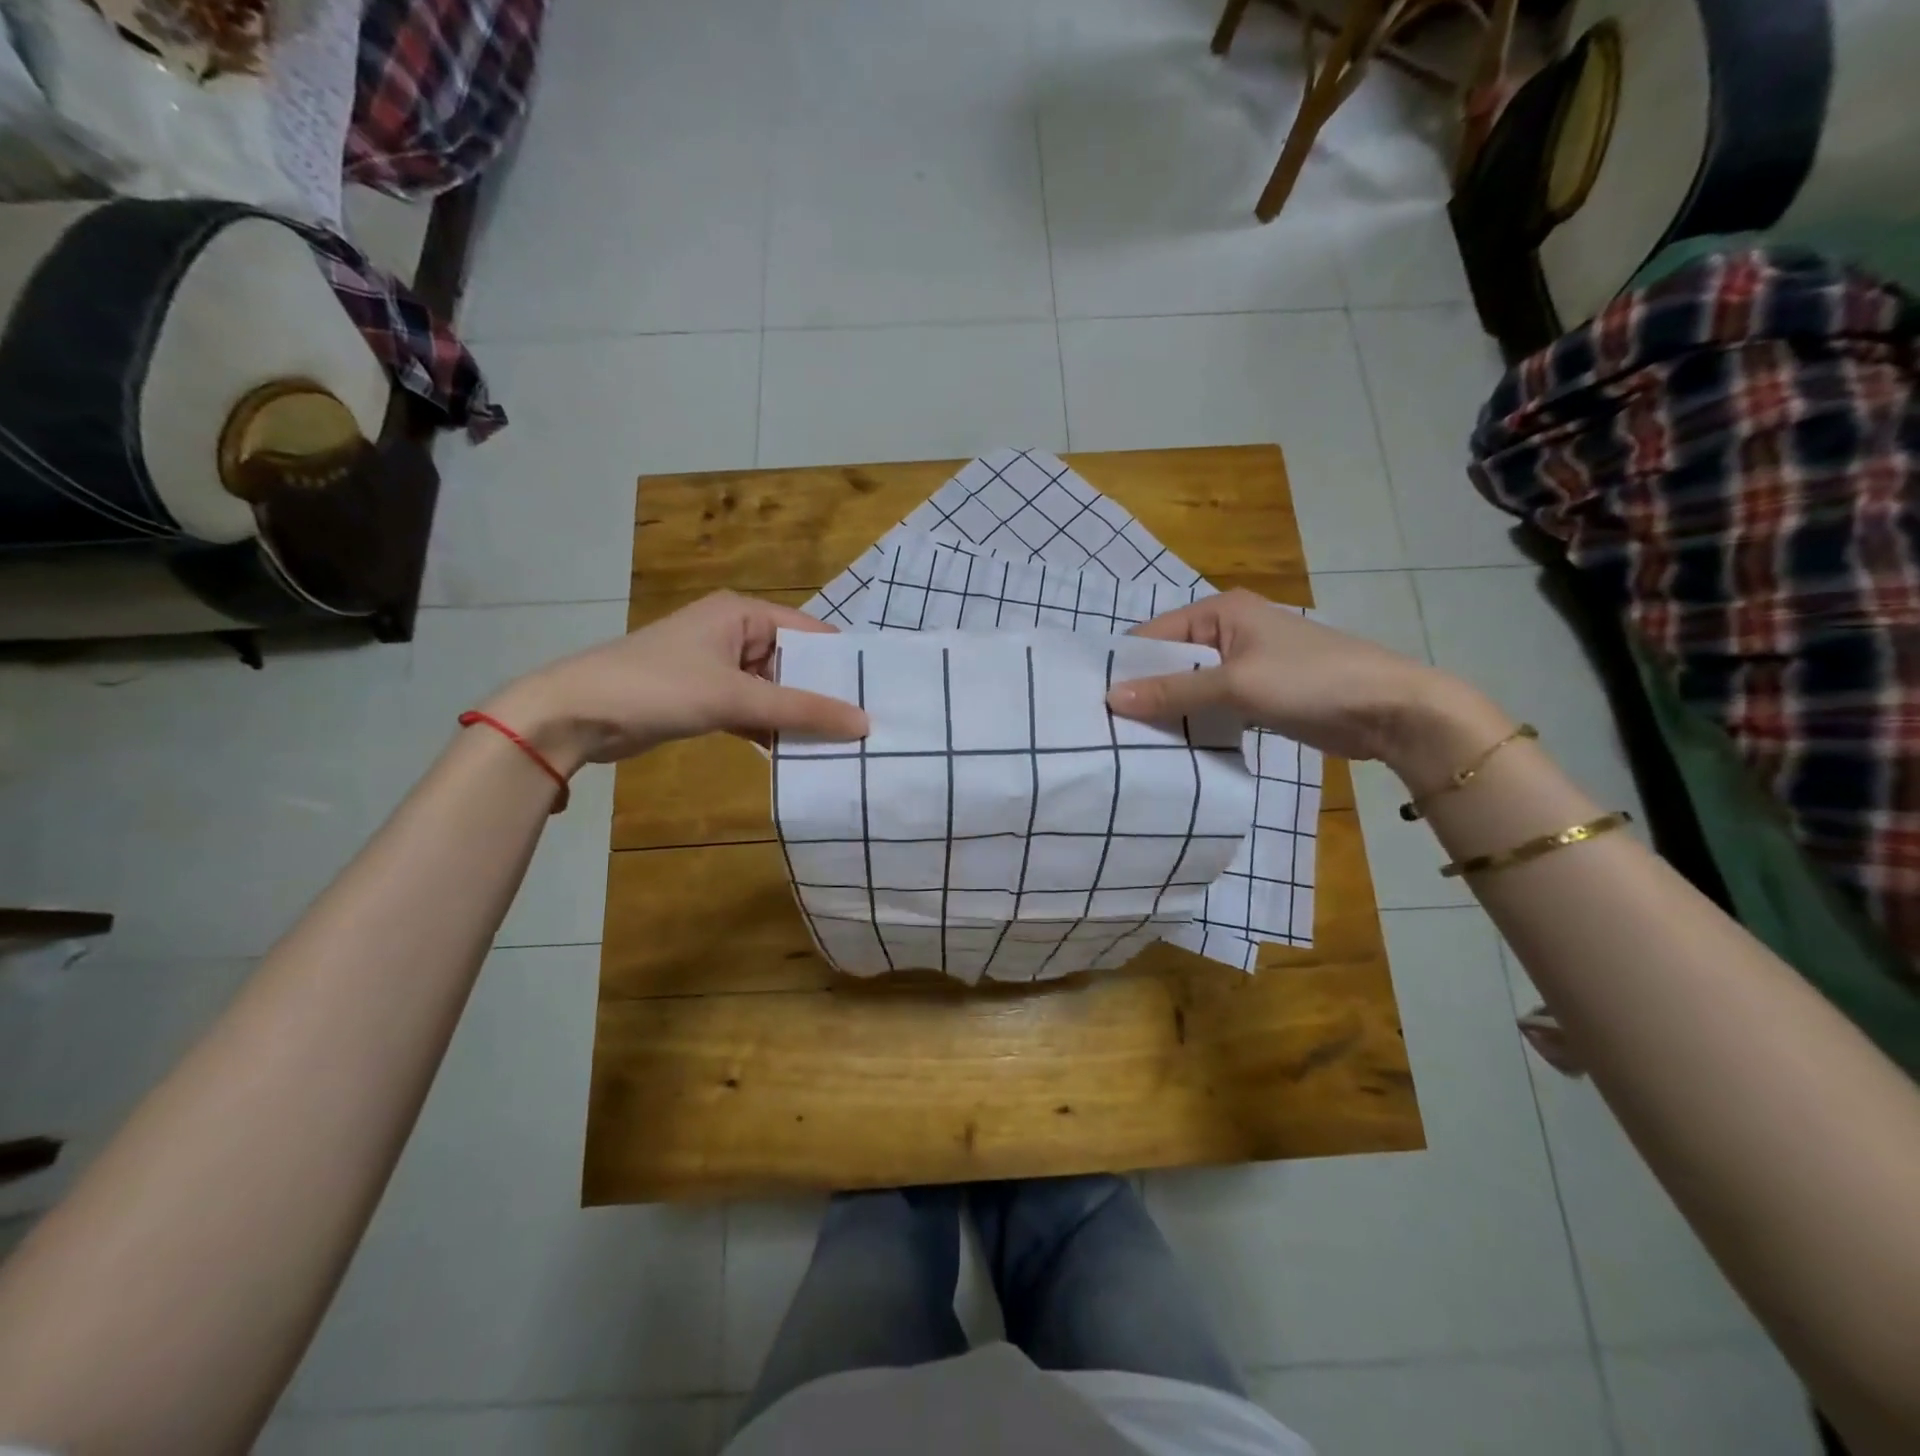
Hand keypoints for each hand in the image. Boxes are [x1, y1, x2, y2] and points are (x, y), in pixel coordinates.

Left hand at [480, 591, 868, 772]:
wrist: (576, 714)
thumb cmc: (659, 687)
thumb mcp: (735, 696)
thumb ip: (800, 709)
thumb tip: (863, 723)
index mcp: (742, 613)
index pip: (810, 632)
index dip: (842, 663)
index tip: (878, 694)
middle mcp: (734, 632)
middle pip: (793, 663)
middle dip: (822, 695)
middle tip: (865, 728)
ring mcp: (718, 666)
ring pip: (773, 691)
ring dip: (796, 716)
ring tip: (841, 745)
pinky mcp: (704, 697)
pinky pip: (751, 709)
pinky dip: (770, 728)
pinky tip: (796, 754)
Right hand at [1106, 589, 1509, 777]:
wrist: (1392, 710)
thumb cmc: (1311, 681)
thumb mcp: (1236, 685)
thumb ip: (1173, 691)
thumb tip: (1110, 698)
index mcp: (1221, 610)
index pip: (1154, 635)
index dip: (1124, 666)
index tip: (1092, 701)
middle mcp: (1228, 630)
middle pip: (1169, 661)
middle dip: (1143, 691)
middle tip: (1105, 727)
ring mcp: (1244, 663)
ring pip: (1189, 686)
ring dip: (1167, 710)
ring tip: (1128, 741)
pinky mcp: (1257, 694)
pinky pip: (1210, 705)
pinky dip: (1193, 721)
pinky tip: (1169, 746)